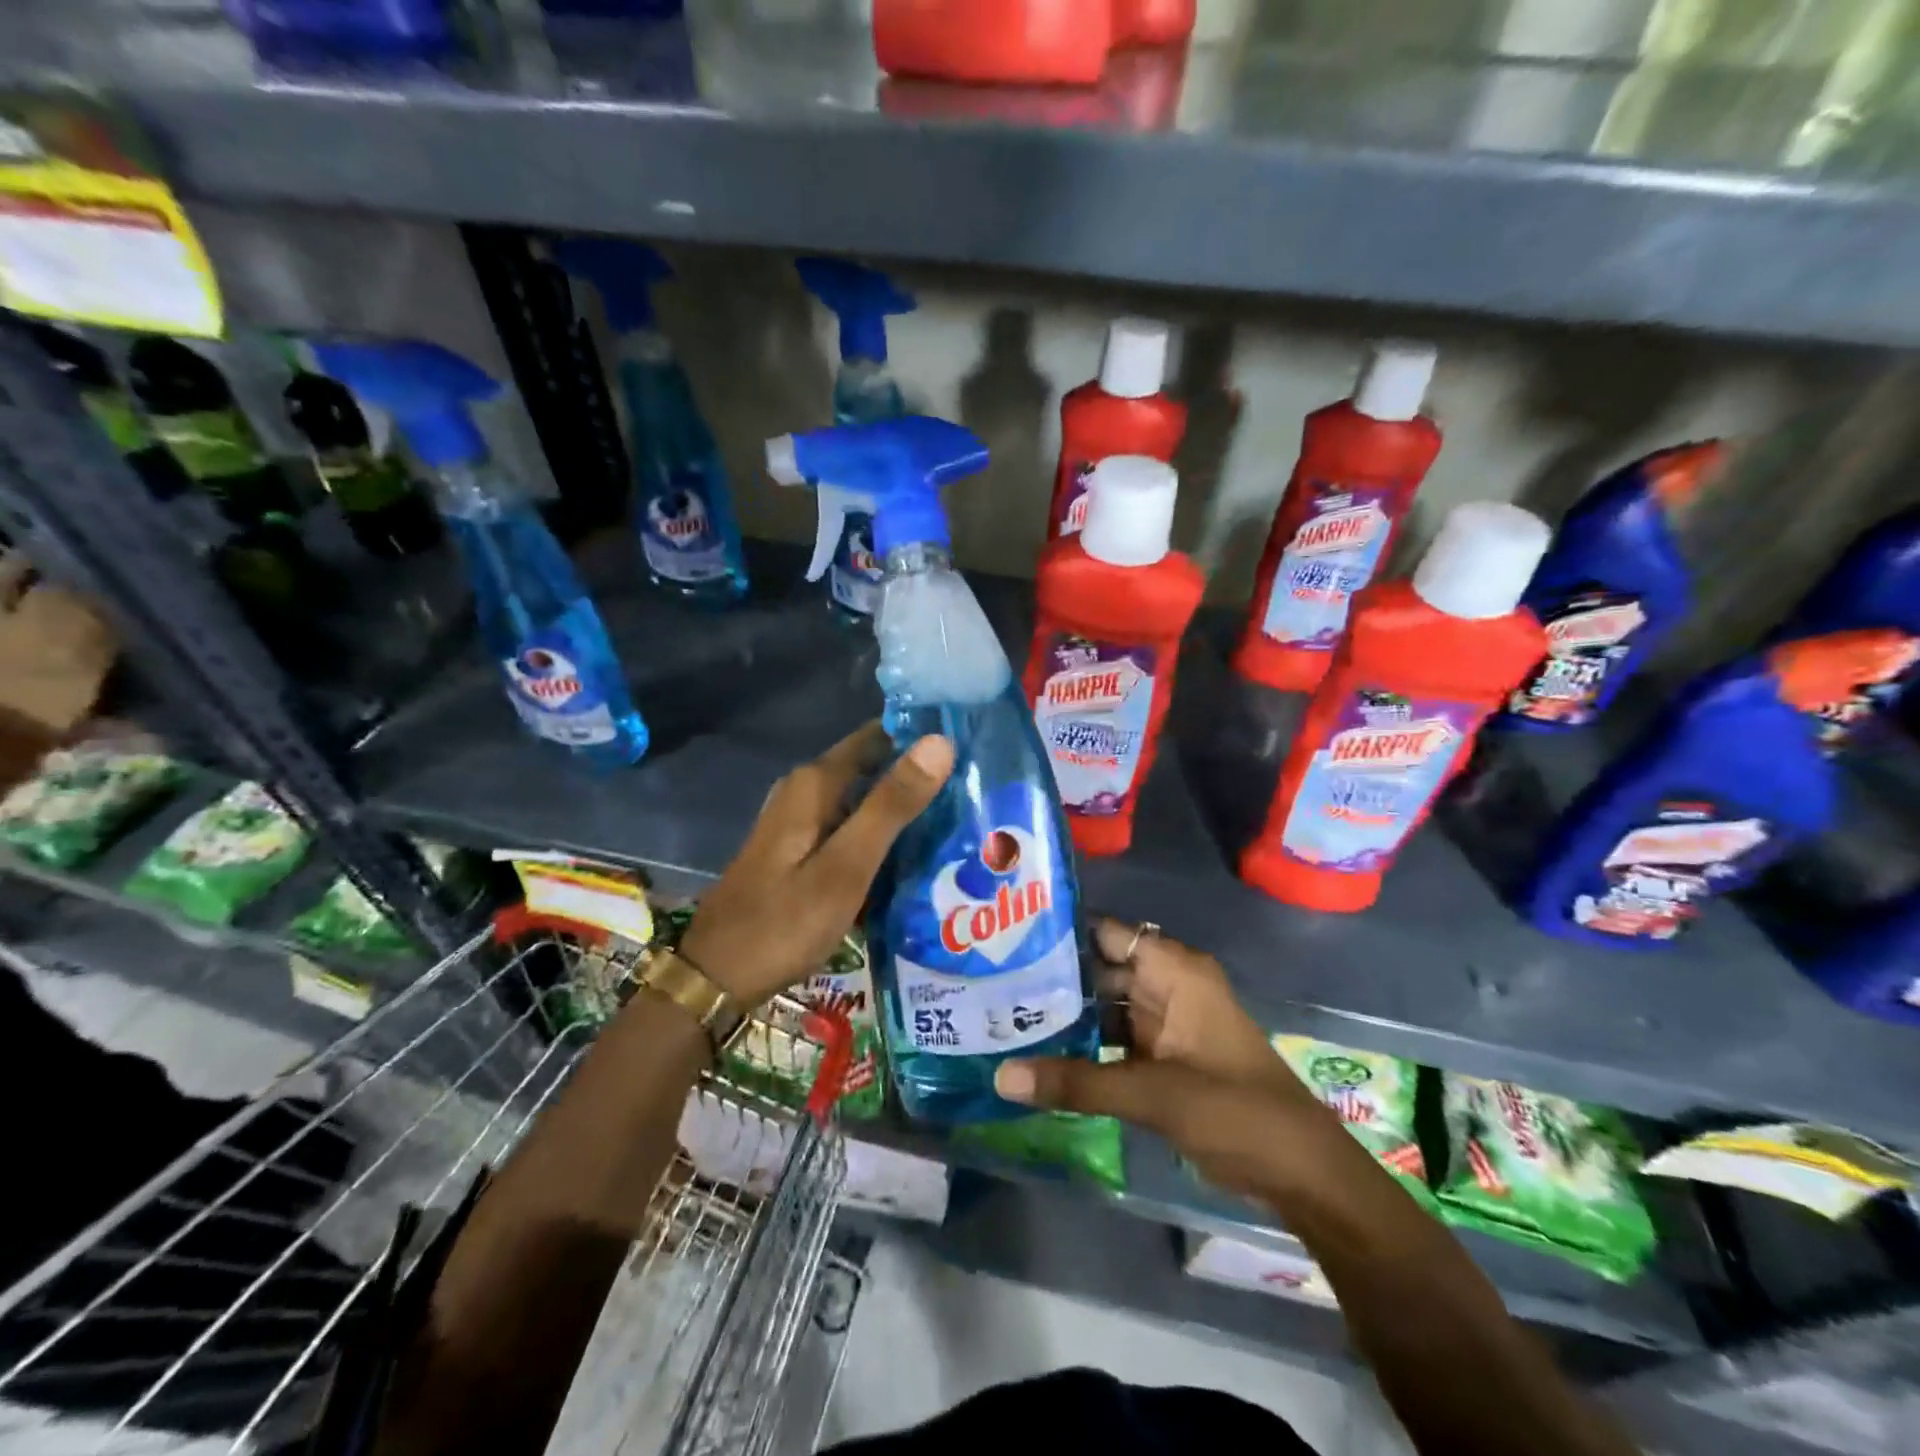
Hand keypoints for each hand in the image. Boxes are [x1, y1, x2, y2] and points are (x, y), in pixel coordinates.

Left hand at [680, 722, 952, 1007]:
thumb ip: (892, 804)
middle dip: (919, 778)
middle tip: (977, 792)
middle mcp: (806, 792)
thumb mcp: (847, 864)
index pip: (879, 736)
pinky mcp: (801, 851)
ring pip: (864, 802)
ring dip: (904, 810)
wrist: (718, 977)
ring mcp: (800, 823)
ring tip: (961, 821)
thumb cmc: (785, 920)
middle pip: (873, 768)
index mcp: (815, 784)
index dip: (922, 737)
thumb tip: (941, 741)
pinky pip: (852, 829)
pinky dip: (882, 837)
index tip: (972, 747)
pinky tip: (916, 856)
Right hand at [995, 920, 1325, 1200]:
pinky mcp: (1164, 1057)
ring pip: (1105, 1007)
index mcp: (1175, 971)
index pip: (1108, 933)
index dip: (1062, 932)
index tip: (1007, 938)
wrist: (1301, 1173)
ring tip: (1003, 1017)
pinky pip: (1115, 1039)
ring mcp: (1167, 1023)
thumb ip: (1077, 1083)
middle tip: (991, 983)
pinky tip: (1040, 1055)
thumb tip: (1001, 1077)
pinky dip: (1084, 1046)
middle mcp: (1168, 986)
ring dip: (1066, 1015)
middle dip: (1053, 978)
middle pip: (1101, 969)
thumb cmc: (1236, 1111)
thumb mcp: (1153, 1094)